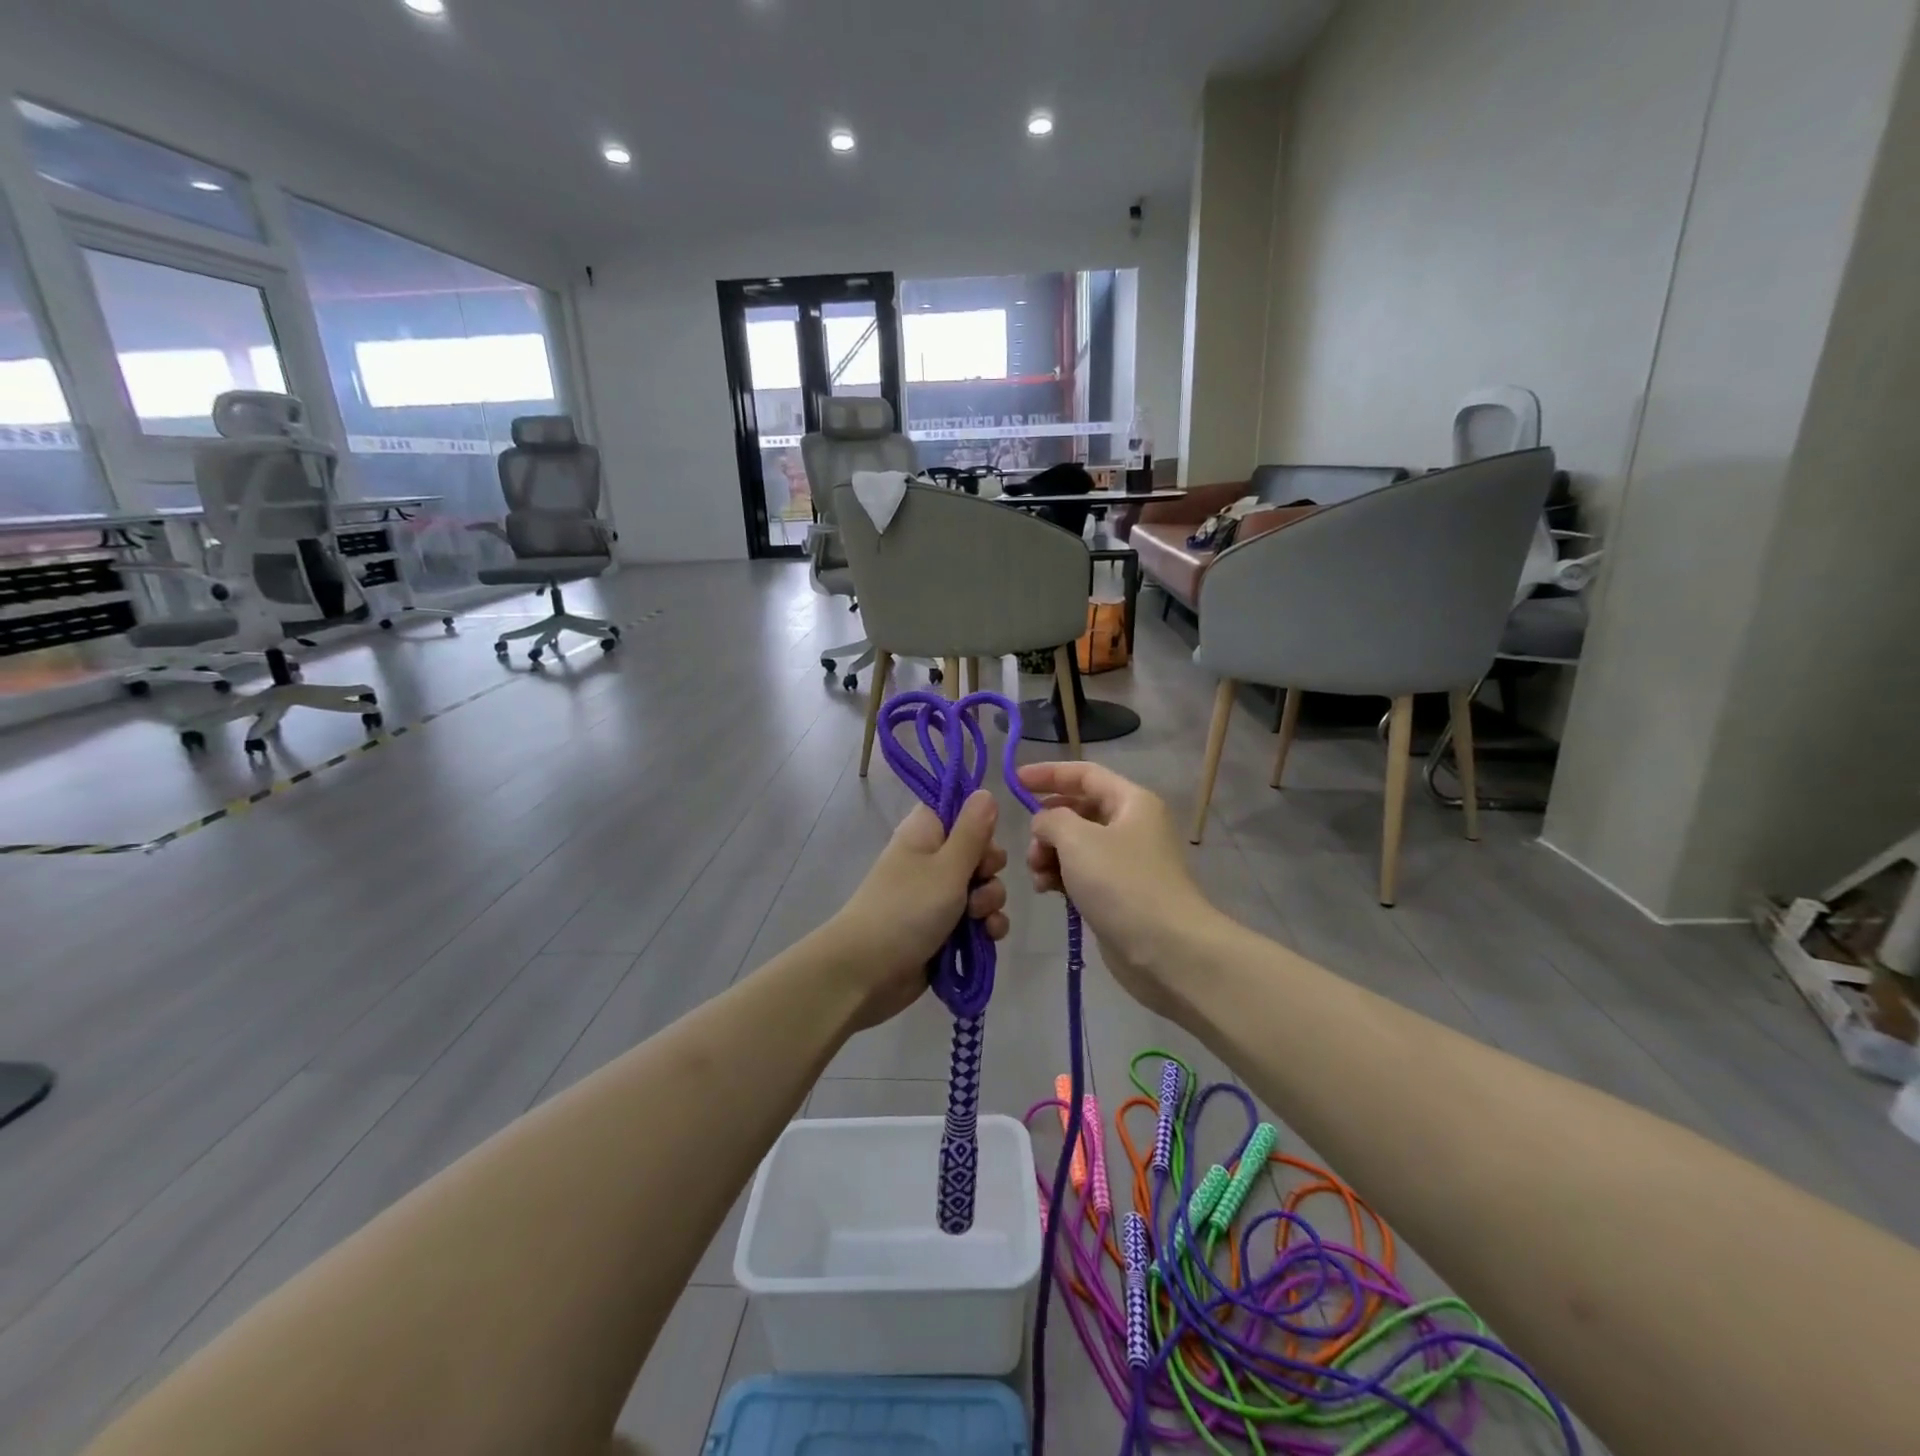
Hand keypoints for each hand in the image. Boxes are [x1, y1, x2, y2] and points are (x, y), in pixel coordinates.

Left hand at [826, 790, 1009, 1028]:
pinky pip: (978, 919)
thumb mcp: (947, 866)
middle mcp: (932, 859)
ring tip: (977, 919)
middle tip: (978, 881)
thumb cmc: (907, 909)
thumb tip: (986, 791)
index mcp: (926, 833)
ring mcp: (939, 896)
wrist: (867, 972)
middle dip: (990, 870)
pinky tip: (988, 937)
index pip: (960, 810)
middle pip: (979, 852)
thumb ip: (973, 831)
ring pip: (982, 887)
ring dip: (990, 902)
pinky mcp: (946, 928)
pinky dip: (986, 926)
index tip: (983, 841)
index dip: (979, 824)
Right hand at [1019, 762, 1222, 1015]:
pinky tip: (1047, 891)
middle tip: (1031, 847)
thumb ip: (1051, 819)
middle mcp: (1132, 825)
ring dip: (1050, 855)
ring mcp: (1126, 862)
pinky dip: (1061, 877)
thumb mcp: (1077, 840)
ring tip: (1039, 875)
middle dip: (1047, 825)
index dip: (1049, 773)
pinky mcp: (1118, 893)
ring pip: (1076, 845)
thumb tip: (1044, 824)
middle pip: (1078, 810)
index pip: (1084, 774)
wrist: (1166, 949)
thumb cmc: (1122, 883)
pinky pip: (1081, 873)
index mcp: (1131, 802)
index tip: (1014, 781)